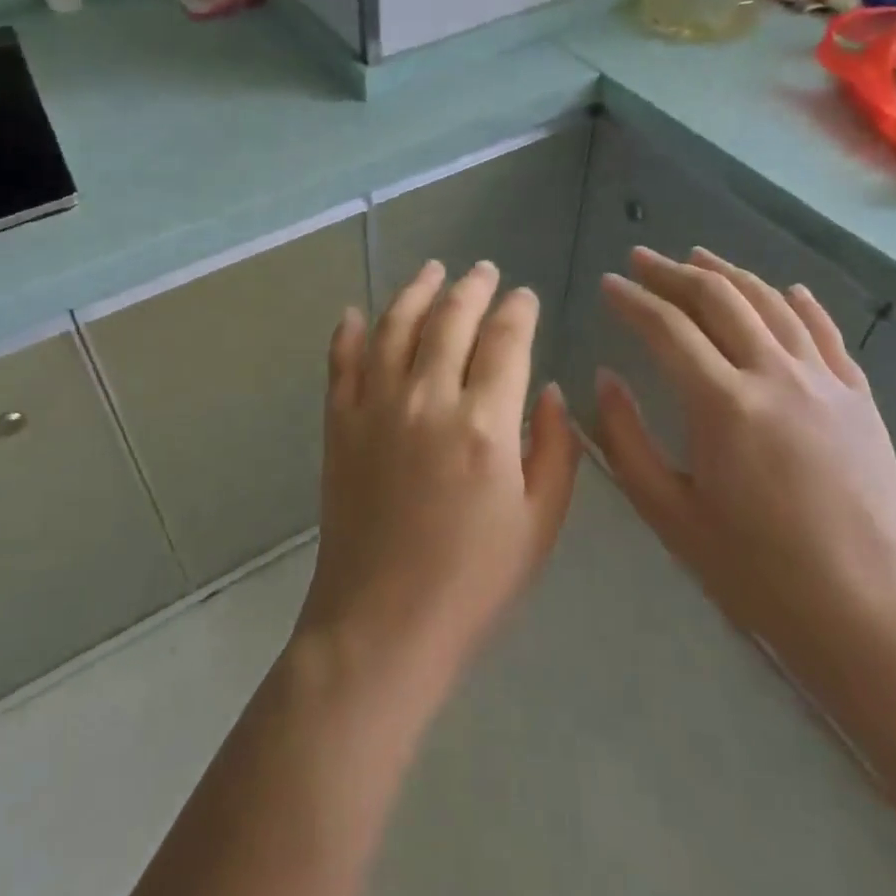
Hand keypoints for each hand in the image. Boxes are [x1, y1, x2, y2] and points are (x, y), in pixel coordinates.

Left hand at [295, 260, 580, 689]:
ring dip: (416, 291)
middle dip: (472, 287)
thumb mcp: (540, 524)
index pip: (506, 340)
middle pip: (451, 319)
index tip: (526, 296)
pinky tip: (355, 313)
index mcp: (485, 423)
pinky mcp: (339, 423)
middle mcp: (427, 398)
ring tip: (432, 270)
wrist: (382, 625)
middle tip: (484, 271)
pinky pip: (341, 361)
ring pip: (395, 325)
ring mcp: (376, 406)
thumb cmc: (473, 583)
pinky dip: (348, 332)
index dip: (519, 310)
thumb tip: (550, 390)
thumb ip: (556, 448)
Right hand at [595, 246, 895, 679]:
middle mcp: (775, 376)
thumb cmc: (758, 574)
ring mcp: (825, 383)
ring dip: (729, 274)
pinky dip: (799, 302)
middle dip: (672, 272)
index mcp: (723, 405)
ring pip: (771, 303)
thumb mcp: (670, 514)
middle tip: (640, 259)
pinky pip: (826, 333)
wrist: (874, 618)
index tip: (606, 284)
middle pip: (718, 299)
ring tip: (697, 258)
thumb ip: (626, 440)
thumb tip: (606, 377)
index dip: (631, 299)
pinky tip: (785, 289)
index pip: (666, 327)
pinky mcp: (860, 400)